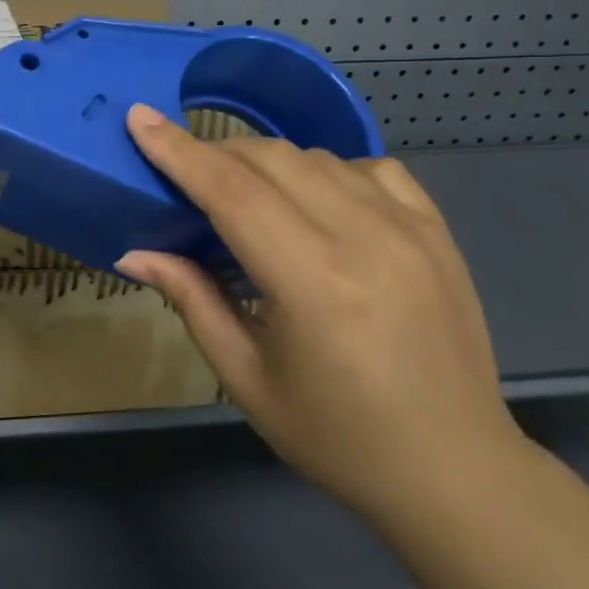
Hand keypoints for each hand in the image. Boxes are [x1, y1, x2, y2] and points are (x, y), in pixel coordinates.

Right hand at [115, 104, 525, 524]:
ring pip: (317, 156)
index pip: (231, 192)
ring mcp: (410, 228)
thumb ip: (191, 299)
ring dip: (266, 162)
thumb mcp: (246, 377)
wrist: (454, 470)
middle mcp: (365, 237)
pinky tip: (316, 200)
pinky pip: (371, 167)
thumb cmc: (336, 435)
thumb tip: (134, 252)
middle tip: (183, 173)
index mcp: (312, 282)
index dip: (179, 151)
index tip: (140, 118)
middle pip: (271, 160)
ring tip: (242, 194)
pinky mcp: (436, 230)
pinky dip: (328, 170)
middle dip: (215, 153)